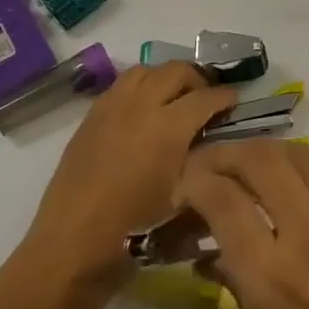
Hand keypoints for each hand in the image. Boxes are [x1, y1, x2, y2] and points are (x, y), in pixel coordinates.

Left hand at [25, 63, 237, 290]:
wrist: (74, 239)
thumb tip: (216, 145)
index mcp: (168, 126)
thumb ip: (204, 163)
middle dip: (197, 79)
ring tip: (173, 97)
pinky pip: (121, 84)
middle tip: (205, 98)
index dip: (225, 97)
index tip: (235, 101)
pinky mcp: (92, 115)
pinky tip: (142, 110)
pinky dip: (140, 87)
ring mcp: (112, 106)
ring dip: (165, 77)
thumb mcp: (182, 198)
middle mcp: (141, 105)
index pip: (206, 97)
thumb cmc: (134, 226)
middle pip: (176, 71)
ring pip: (146, 70)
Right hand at [176, 140, 308, 308]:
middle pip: (255, 159)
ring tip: (251, 169)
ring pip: (295, 151)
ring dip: (264, 154)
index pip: (220, 199)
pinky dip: (306, 159)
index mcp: (274, 276)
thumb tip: (215, 257)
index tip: (184, 188)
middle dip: (222, 155)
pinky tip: (299, 175)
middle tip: (211, 169)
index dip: (193, 182)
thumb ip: (241, 301)